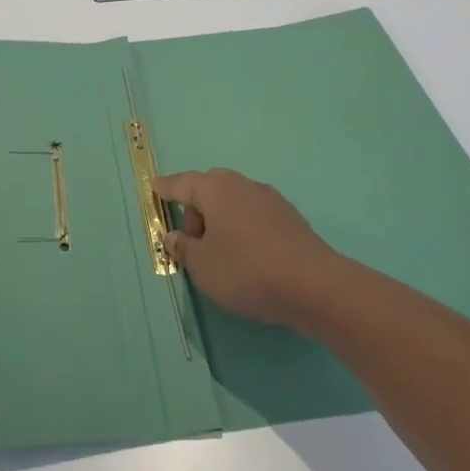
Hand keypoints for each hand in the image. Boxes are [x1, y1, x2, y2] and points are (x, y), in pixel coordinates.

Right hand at [154, 168, 344, 327]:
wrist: (314, 286)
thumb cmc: (246, 270)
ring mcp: (271, 200)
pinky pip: (254, 220)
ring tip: (221, 259)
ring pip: (234, 206)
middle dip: (196, 215)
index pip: (182, 184)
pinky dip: (243, 233)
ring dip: (221, 225)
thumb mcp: (202, 266)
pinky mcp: (291, 220)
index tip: (155, 187)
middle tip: (192, 247)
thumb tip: (175, 236)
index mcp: (216, 188)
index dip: (166, 188)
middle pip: (209, 193)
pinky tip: (248, 261)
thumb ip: (183, 248)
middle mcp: (243, 185)